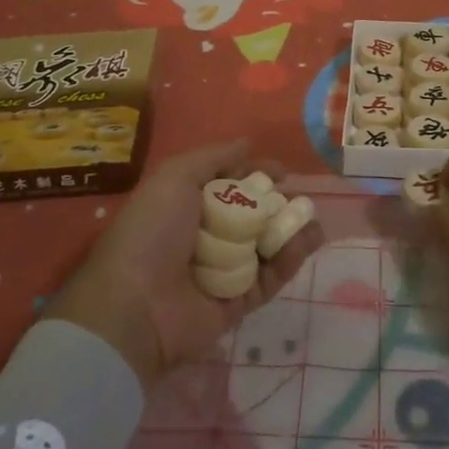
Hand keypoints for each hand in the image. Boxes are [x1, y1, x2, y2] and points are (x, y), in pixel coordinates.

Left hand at [45, 140, 323, 389]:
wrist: (135, 306)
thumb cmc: (152, 231)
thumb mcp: (175, 177)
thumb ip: (214, 158)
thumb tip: (246, 143)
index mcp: (185, 206)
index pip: (229, 185)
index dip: (256, 174)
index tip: (284, 172)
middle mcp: (204, 237)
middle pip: (251, 216)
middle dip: (278, 205)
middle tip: (303, 198)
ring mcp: (221, 272)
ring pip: (265, 247)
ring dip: (291, 232)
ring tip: (314, 220)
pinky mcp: (236, 304)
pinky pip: (268, 279)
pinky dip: (288, 261)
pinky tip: (307, 241)